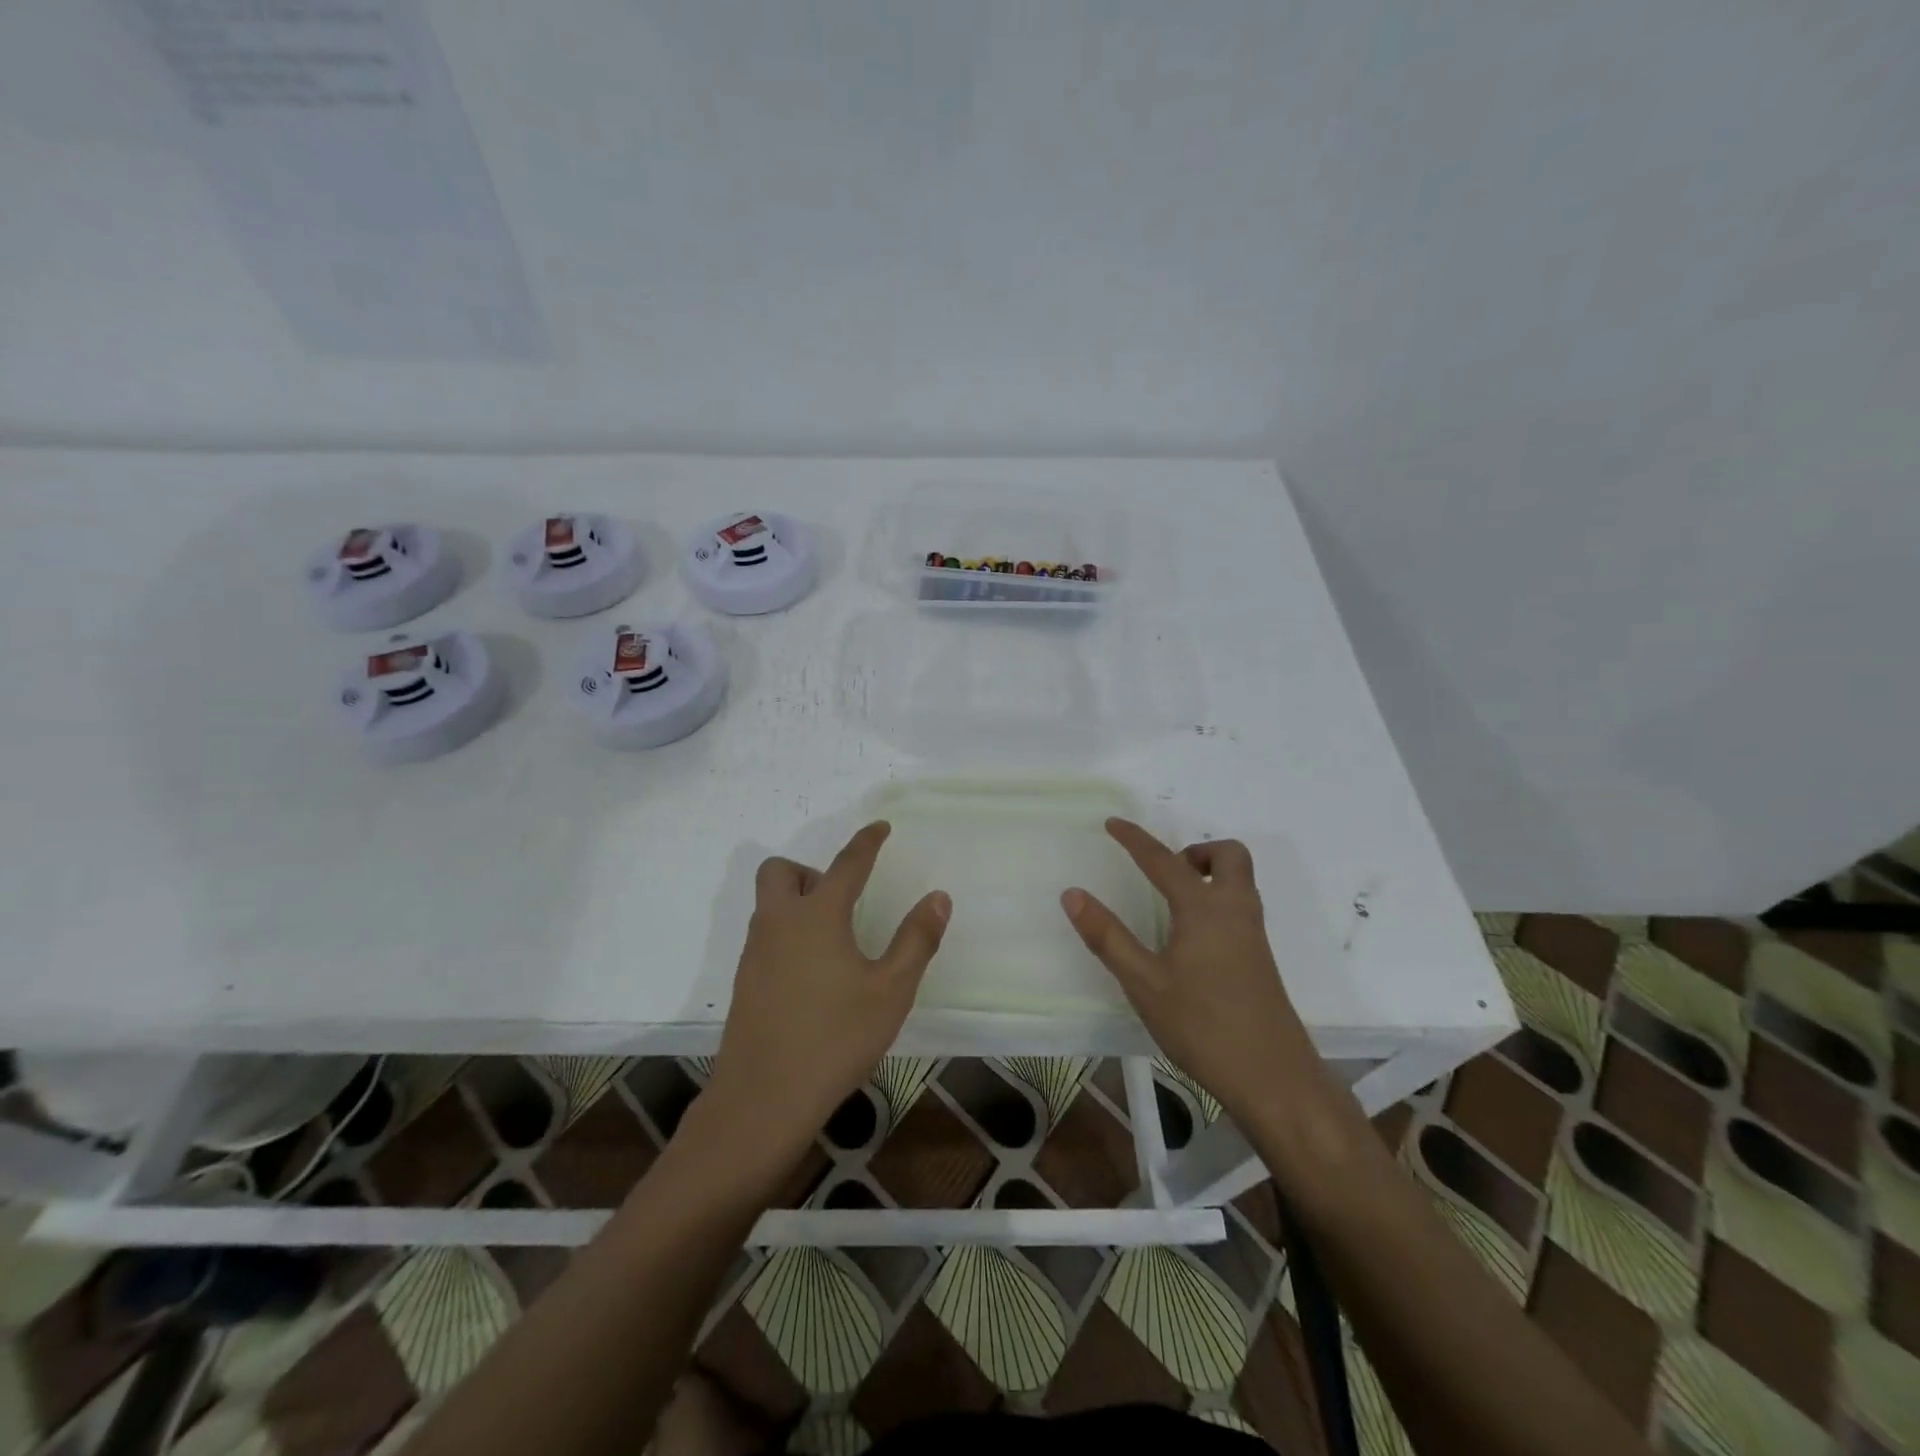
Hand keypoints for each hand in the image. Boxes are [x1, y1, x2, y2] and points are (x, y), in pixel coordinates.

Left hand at [702, 822, 949, 1176]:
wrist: (763, 1099)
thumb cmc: (835, 1039)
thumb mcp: (891, 991)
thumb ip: (916, 940)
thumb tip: (938, 898)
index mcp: (818, 916)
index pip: (847, 863)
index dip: (867, 841)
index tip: (880, 828)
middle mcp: (779, 923)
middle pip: (782, 870)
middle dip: (811, 871)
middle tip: (842, 900)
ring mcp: (754, 952)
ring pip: (769, 903)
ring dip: (798, 901)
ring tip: (834, 939)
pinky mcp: (744, 982)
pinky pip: (764, 935)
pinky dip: (787, 933)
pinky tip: (812, 974)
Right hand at [1061, 818, 1321, 1124]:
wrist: (1273, 1077)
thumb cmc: (1202, 1025)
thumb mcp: (1143, 982)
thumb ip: (1108, 936)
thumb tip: (1073, 894)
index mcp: (1204, 908)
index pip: (1164, 860)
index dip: (1135, 839)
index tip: (1113, 823)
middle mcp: (1235, 910)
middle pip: (1228, 855)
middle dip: (1195, 851)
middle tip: (1164, 873)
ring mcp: (1253, 934)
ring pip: (1239, 881)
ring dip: (1208, 874)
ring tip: (1172, 902)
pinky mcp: (1260, 958)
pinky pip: (1240, 906)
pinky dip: (1217, 900)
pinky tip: (1192, 938)